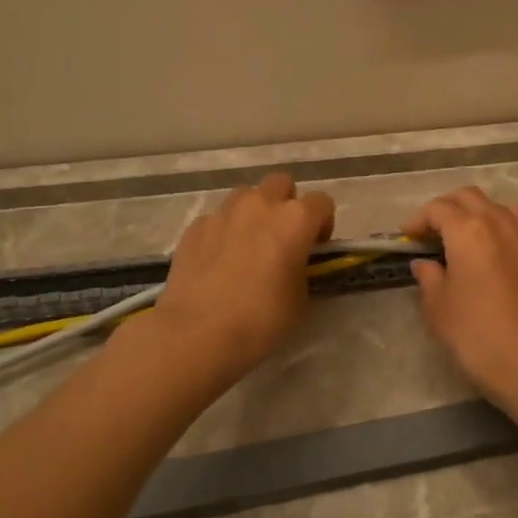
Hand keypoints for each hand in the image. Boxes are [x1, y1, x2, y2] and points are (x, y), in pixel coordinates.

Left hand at [149, 173, 335, 378]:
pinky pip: (217, 219)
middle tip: (282, 236)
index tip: (315, 248)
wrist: (197, 334)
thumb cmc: (260, 320)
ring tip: (247, 245)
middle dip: (286, 203)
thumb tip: (293, 264)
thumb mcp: (301, 300)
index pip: (322, 202)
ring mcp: (224, 213)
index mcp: (295, 220)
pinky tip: (217, 261)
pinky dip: (222, 232)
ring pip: (245, 196)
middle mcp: (260, 205)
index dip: (323, 223)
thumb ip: (303, 270)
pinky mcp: (195, 227)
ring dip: (253, 212)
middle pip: (281, 183)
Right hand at [404, 187, 517, 405]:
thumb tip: (424, 263)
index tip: (406, 238)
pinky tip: (489, 242)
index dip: (418, 220)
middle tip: (428, 233)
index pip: (437, 209)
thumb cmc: (475, 335)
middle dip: (444, 208)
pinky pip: (514, 219)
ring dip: (472, 211)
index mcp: (468, 231)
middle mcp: (497, 221)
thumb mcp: (438, 307)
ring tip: (457, 236)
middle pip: (466, 197)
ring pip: (492, 204)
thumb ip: (428, 277)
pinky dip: (498, 220)